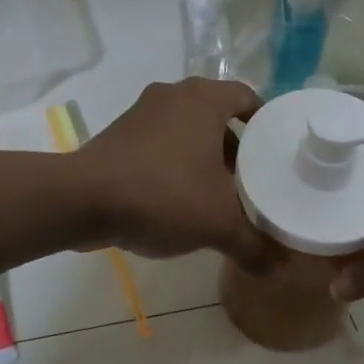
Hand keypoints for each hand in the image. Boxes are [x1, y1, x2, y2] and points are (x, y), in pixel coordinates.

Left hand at [75, 79, 279, 272]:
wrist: (82, 199)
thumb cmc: (163, 194)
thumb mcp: (218, 224)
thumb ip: (254, 245)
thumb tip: (282, 268)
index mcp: (203, 100)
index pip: (246, 96)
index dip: (264, 120)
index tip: (274, 149)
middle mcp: (173, 95)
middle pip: (216, 114)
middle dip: (234, 146)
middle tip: (249, 179)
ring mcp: (142, 112)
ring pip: (186, 129)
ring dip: (202, 156)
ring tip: (217, 194)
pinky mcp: (118, 134)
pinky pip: (159, 142)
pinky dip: (174, 163)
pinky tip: (179, 199)